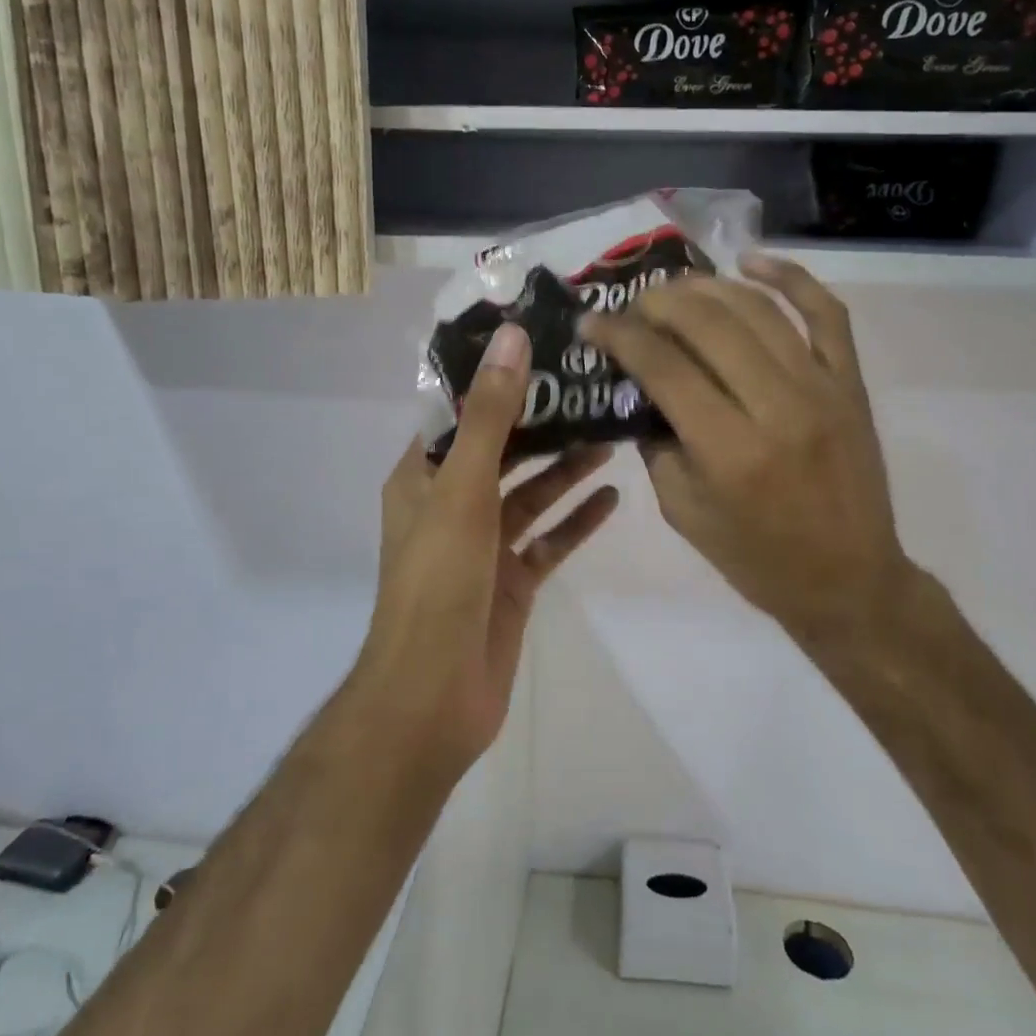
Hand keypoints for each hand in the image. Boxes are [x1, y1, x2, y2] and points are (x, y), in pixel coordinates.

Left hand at [358, 324, 619, 775]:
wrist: (434, 696)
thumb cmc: (438, 582)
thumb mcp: (463, 489)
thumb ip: (491, 416)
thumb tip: (512, 339)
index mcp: (422, 477)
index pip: (462, 413)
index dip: (498, 380)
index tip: (545, 348)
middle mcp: (450, 504)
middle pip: (502, 451)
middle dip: (543, 424)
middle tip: (592, 390)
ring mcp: (483, 546)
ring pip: (530, 495)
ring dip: (565, 469)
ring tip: (610, 437)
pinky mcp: (512, 582)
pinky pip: (548, 540)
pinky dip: (576, 519)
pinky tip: (612, 498)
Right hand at [581, 256, 913, 652]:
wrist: (850, 581)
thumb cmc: (757, 559)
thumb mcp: (684, 514)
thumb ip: (657, 445)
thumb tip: (641, 387)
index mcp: (730, 451)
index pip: (665, 367)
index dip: (620, 335)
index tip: (592, 322)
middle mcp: (778, 407)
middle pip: (709, 323)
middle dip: (658, 302)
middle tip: (632, 306)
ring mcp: (822, 388)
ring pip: (758, 309)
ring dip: (707, 287)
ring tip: (674, 289)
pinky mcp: (851, 383)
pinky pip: (827, 313)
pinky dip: (790, 276)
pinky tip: (751, 260)